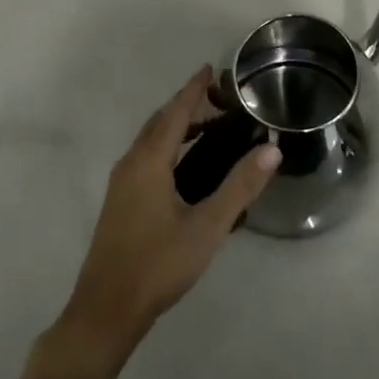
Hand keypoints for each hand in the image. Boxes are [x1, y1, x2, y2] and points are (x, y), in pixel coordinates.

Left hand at [52, 66, 279, 367]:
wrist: (106, 310)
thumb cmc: (158, 264)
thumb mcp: (207, 226)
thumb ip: (240, 187)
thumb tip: (271, 150)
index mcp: (149, 162)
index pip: (176, 113)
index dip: (194, 89)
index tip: (211, 68)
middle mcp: (131, 164)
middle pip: (160, 122)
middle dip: (187, 104)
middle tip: (219, 98)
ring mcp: (122, 184)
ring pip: (151, 140)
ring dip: (177, 126)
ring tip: (210, 128)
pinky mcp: (120, 201)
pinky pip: (146, 157)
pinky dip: (168, 146)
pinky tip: (186, 166)